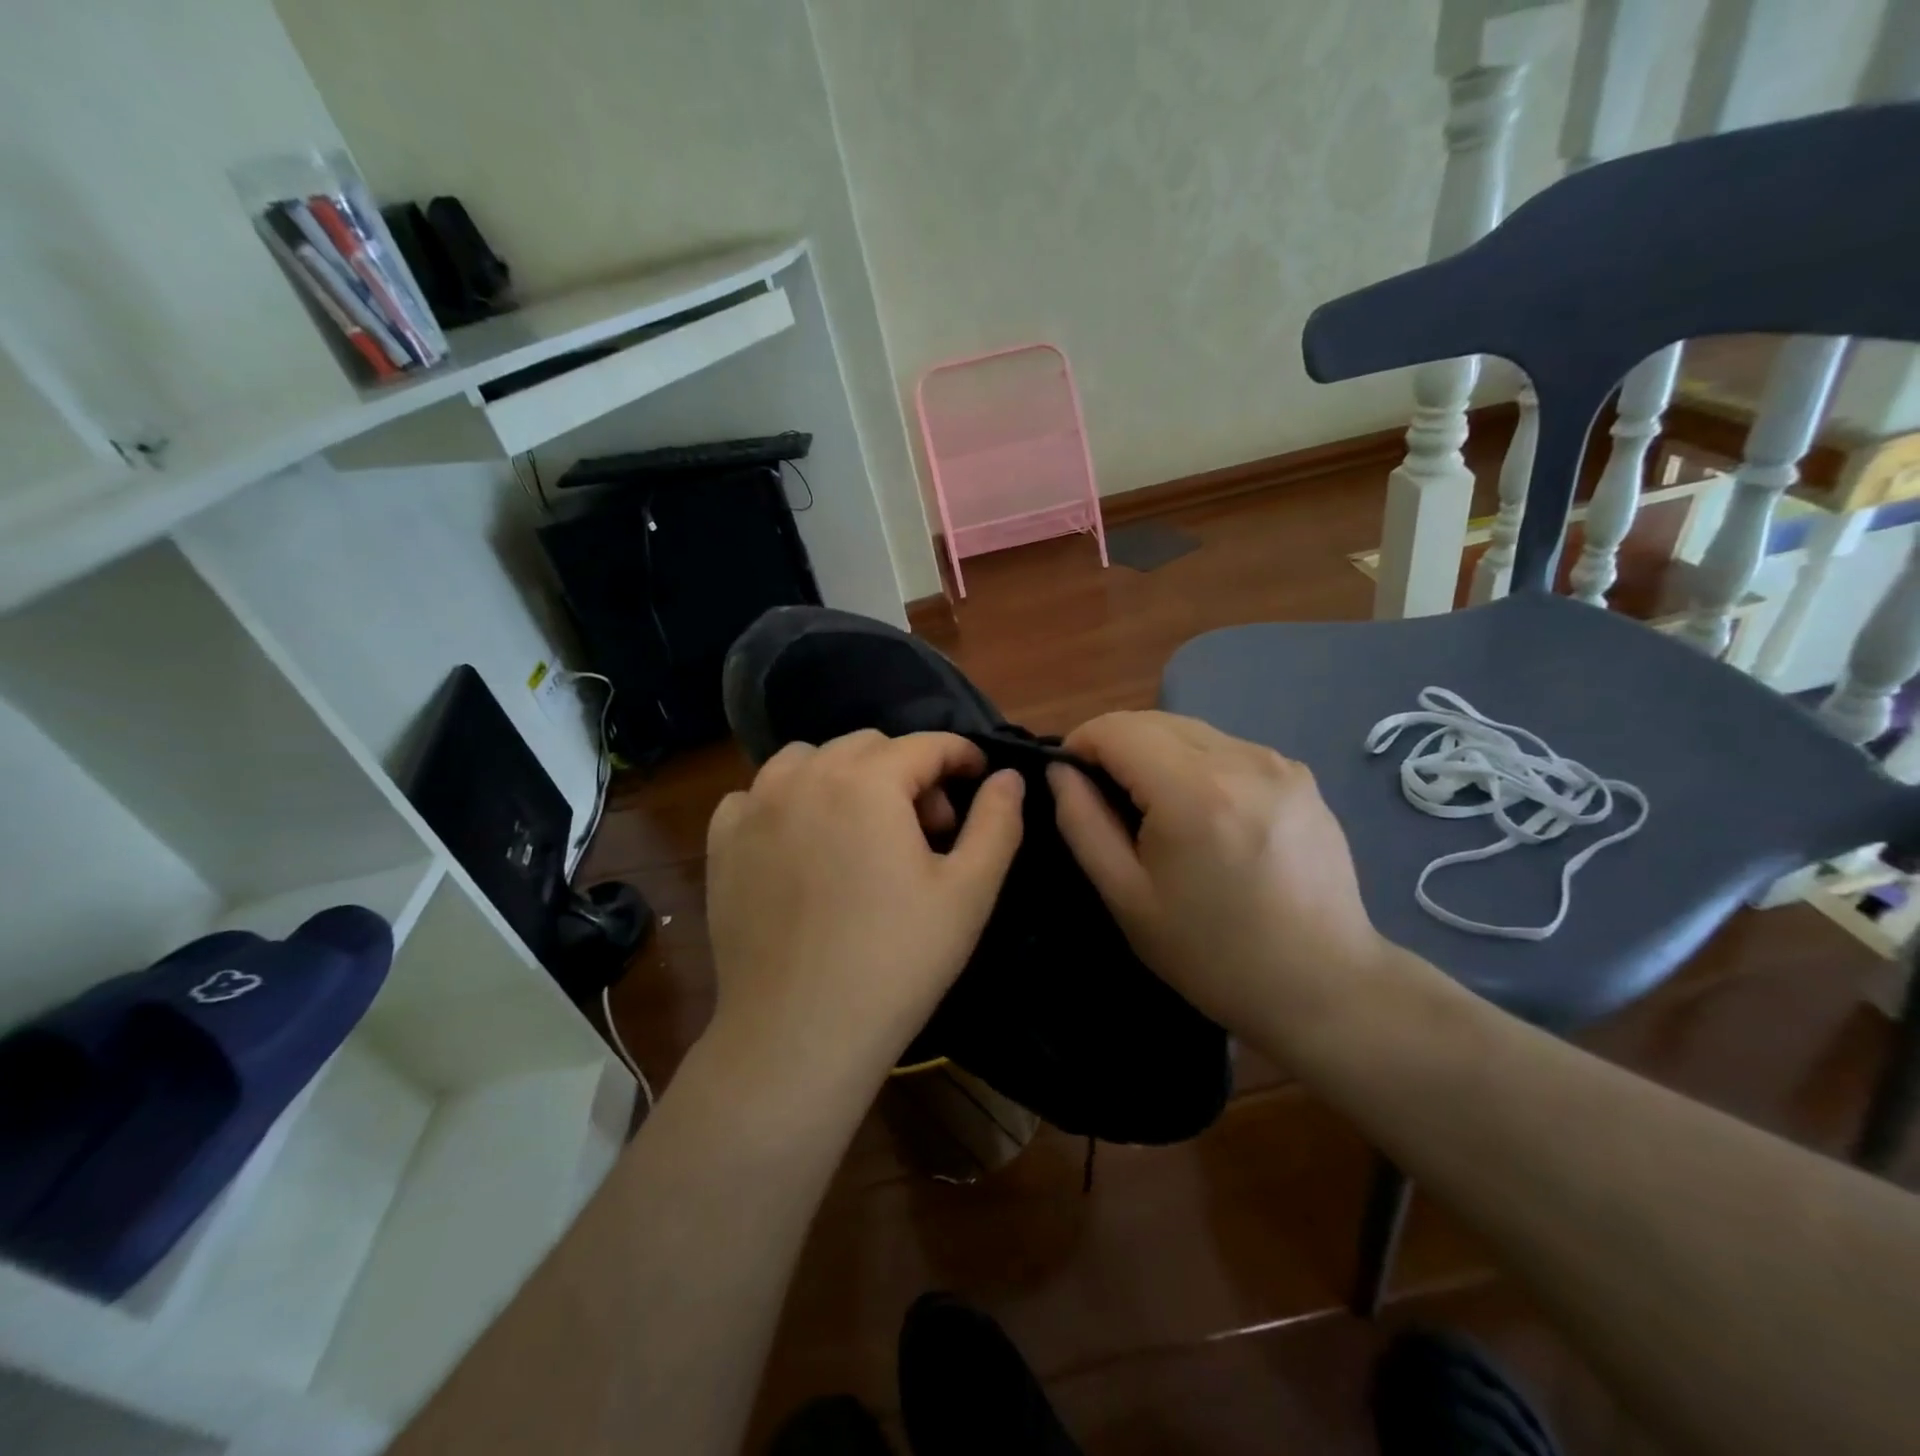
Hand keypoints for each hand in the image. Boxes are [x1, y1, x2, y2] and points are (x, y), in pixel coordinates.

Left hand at [704, 730, 1024, 1089]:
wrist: (798, 1033)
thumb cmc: (896, 961)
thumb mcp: (968, 892)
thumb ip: (997, 823)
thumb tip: (1009, 777)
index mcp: (868, 783)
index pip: (925, 745)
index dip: (960, 755)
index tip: (978, 777)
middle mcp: (806, 778)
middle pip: (868, 746)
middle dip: (907, 773)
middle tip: (926, 830)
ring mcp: (755, 808)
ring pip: (808, 760)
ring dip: (844, 777)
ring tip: (860, 829)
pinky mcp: (723, 843)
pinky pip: (756, 795)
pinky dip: (786, 801)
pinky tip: (800, 843)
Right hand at [1048, 710, 1389, 1042]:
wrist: (1323, 986)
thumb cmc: (1212, 954)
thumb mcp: (1127, 896)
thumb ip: (1083, 823)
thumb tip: (1062, 772)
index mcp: (1193, 792)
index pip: (1117, 728)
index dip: (1080, 744)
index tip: (1069, 779)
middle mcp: (1241, 759)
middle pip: (1153, 720)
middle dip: (1116, 746)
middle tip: (1106, 798)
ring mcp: (1278, 763)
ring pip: (1191, 730)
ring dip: (1157, 753)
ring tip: (1156, 810)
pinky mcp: (1300, 775)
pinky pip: (1227, 748)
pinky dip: (1197, 764)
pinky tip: (1205, 814)